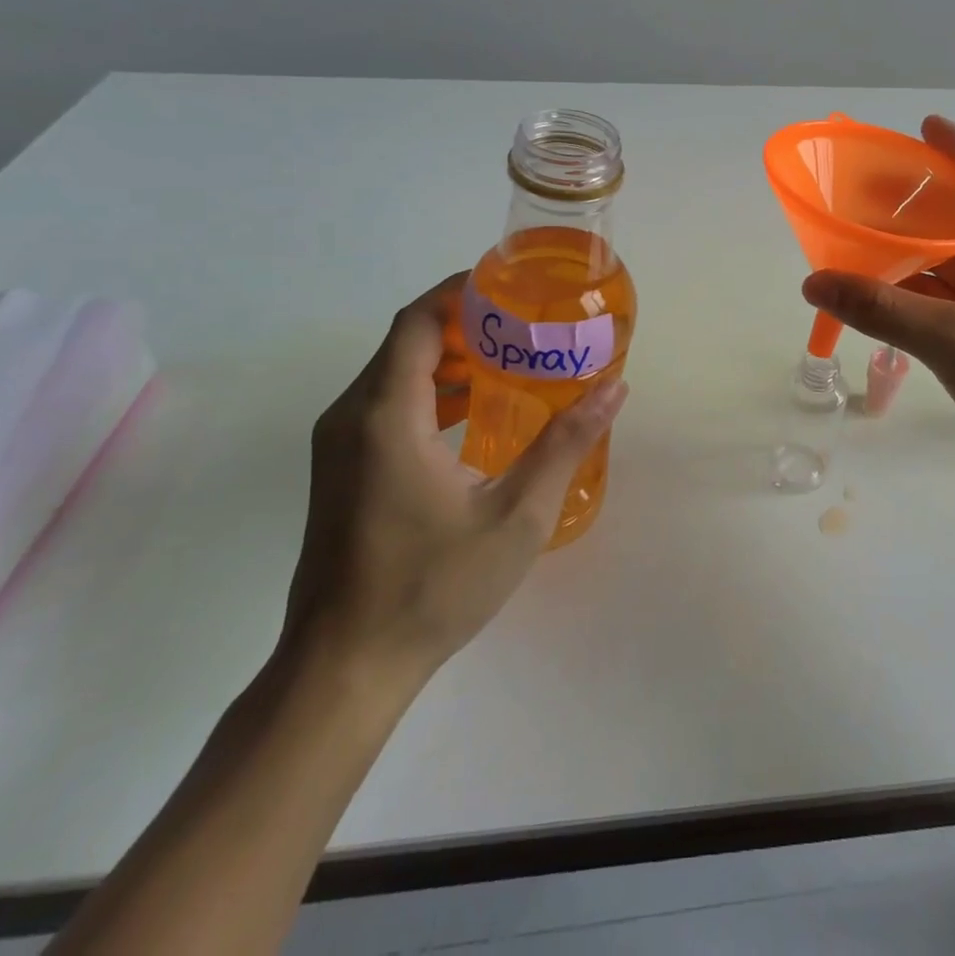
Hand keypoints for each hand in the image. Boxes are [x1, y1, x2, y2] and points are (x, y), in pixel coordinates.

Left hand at [284, 275, 628, 693]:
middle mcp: (352, 417)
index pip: (418, 321)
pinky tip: (479, 413)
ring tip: (514, 360)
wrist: (342, 669)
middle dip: (468, 323)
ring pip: (397, 374)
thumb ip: (565, 443)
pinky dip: (434, 393)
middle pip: (408, 342)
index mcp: (387, 415)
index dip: (461, 291)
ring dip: (453, 359)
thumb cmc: (431, 587)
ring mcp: (340, 446)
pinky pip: (388, 406)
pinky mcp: (342, 471)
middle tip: (530, 325)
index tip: (513, 285)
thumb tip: (614, 388)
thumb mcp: (516, 515)